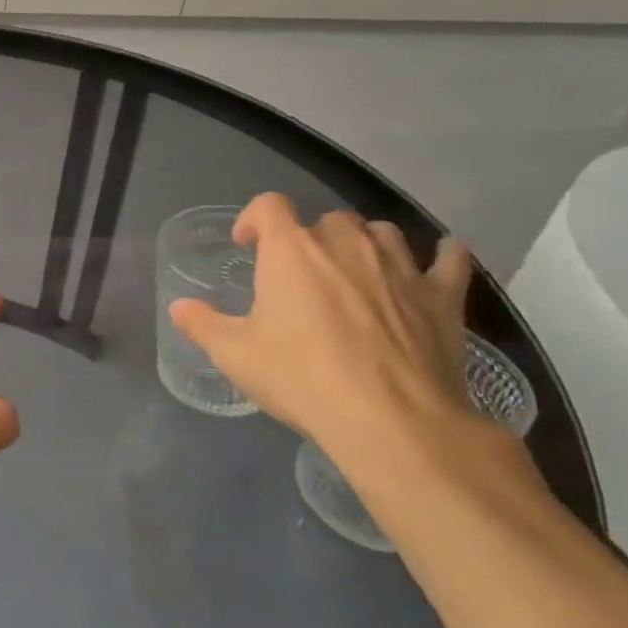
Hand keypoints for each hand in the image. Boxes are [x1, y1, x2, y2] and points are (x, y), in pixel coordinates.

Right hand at [169, 193, 475, 461]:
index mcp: (291, 250)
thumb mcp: (235, 355)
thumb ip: (202, 325)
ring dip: (366, 243)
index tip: (248, 245)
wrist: (392, 421)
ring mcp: (399, 266)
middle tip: (302, 275)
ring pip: (382, 231)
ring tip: (357, 270)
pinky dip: (441, 257)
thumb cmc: (302, 378)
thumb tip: (179, 307)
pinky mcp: (442, 296)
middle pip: (326, 218)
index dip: (254, 218)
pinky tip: (439, 261)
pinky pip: (448, 260)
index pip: (269, 206)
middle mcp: (345, 244)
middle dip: (311, 239)